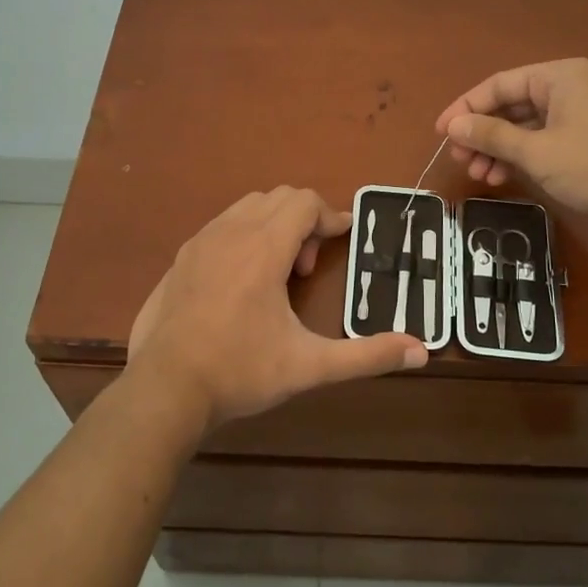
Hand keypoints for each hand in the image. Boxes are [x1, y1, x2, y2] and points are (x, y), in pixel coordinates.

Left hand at [128, 187, 427, 428]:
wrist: (165, 389)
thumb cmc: (241, 371)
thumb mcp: (310, 366)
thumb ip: (367, 355)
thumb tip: (422, 352)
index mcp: (263, 247)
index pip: (304, 201)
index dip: (330, 217)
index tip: (343, 240)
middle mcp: (230, 232)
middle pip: (278, 197)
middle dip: (303, 221)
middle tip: (306, 269)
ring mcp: (199, 242)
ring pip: (246, 207)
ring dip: (272, 226)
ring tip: (275, 276)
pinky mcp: (179, 259)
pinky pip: (220, 226)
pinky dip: (242, 236)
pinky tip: (241, 284)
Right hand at [435, 59, 587, 232]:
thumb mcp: (537, 151)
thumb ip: (492, 135)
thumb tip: (454, 124)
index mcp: (557, 77)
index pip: (498, 84)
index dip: (465, 108)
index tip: (442, 134)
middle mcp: (567, 88)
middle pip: (511, 105)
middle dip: (482, 133)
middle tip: (461, 160)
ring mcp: (579, 115)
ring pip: (525, 126)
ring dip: (499, 149)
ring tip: (479, 175)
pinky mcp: (587, 141)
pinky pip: (543, 141)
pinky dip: (521, 157)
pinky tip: (503, 178)